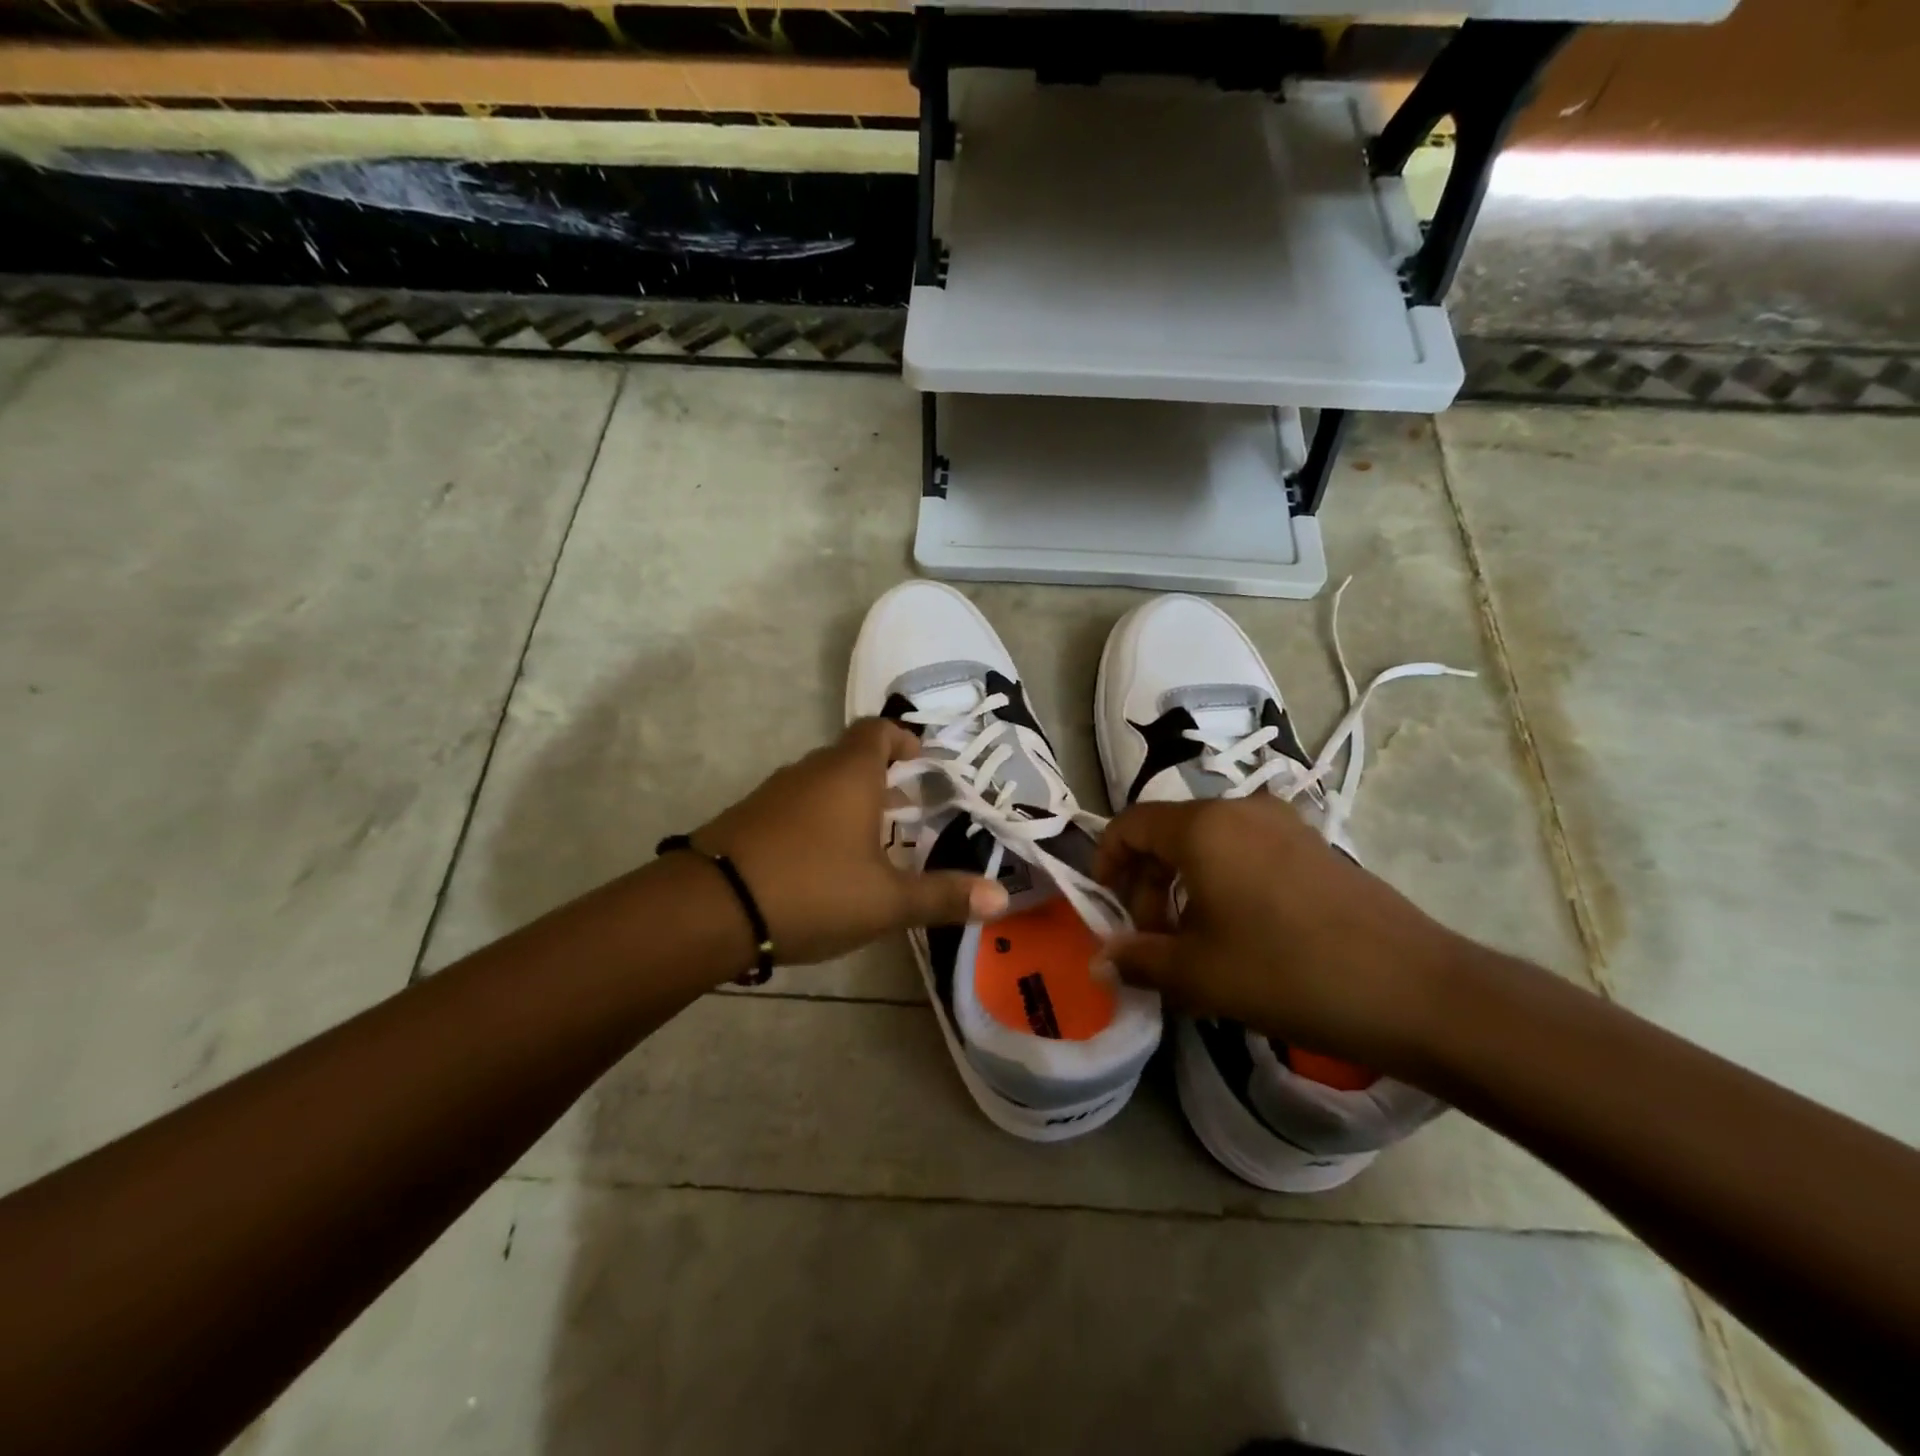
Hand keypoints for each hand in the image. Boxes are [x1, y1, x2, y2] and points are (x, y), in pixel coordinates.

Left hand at [692, 718, 1007, 965]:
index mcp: (849, 774)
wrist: (709, 908)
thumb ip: (943, 896)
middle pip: (850, 757)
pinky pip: (795, 807)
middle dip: (882, 778)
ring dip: (849, 801)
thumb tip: (1001, 898)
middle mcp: (811, 772)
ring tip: (874, 839)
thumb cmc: (812, 890)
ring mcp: (773, 793)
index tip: (921, 760)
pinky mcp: (747, 818)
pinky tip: (825, 862)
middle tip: (910, 808)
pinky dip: (818, 820)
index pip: (877, 731)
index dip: (902, 739)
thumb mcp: (886, 901)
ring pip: (821, 784)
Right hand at [1093, 795, 1468, 1076]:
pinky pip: (1247, 853)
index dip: (1106, 861)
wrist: (1415, 991)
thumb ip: (1138, 960)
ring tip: (1195, 944)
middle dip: (1148, 883)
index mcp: (1203, 827)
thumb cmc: (1287, 972)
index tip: (1107, 906)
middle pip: (1169, 834)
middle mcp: (1241, 810)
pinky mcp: (1316, 847)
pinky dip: (1224, 884)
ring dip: (1185, 887)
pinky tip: (1241, 936)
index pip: (1130, 824)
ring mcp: (1284, 825)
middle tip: (1154, 939)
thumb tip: (1100, 962)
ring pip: (1209, 845)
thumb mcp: (1198, 974)